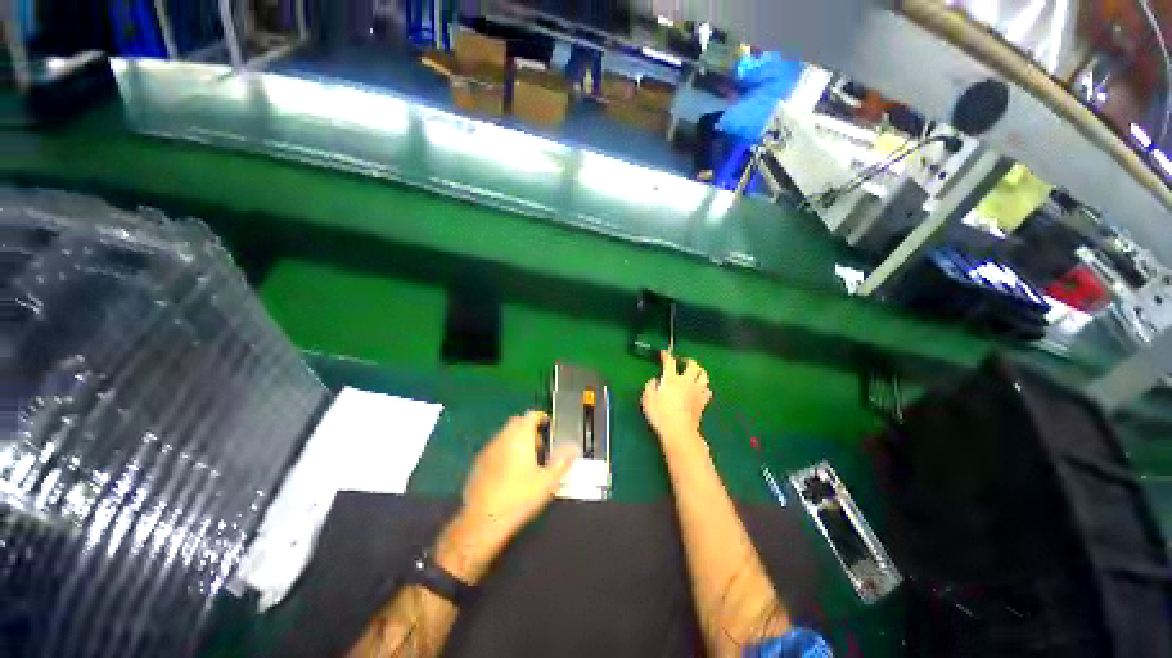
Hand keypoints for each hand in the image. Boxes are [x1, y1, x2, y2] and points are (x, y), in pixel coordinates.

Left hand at [459, 412, 578, 546]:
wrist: (482, 521)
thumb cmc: (519, 498)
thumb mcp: (547, 482)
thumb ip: (562, 461)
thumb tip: (574, 448)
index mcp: (520, 437)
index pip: (531, 416)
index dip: (541, 418)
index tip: (549, 426)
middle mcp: (503, 438)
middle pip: (517, 423)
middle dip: (529, 429)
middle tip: (541, 446)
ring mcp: (488, 450)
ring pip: (505, 435)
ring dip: (517, 440)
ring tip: (527, 461)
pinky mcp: (478, 463)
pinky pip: (496, 448)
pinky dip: (505, 451)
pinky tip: (510, 472)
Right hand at [642, 351, 712, 446]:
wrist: (678, 431)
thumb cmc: (660, 414)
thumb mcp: (647, 399)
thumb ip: (650, 386)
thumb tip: (655, 381)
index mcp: (671, 379)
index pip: (670, 362)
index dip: (666, 355)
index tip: (664, 353)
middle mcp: (686, 382)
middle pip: (693, 365)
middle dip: (688, 361)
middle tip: (682, 362)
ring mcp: (696, 392)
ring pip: (704, 376)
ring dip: (700, 371)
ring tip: (695, 373)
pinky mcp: (702, 403)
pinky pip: (708, 390)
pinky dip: (704, 387)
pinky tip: (700, 390)